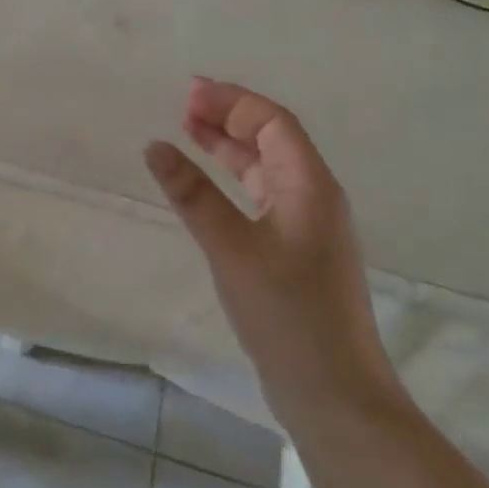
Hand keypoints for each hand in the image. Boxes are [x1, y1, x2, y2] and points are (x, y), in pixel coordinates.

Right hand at [144, 79, 394, 423]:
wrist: (333, 393)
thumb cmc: (287, 314)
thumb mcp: (232, 249)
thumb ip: (193, 195)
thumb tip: (155, 146)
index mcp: (310, 186)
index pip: (273, 123)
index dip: (232, 101)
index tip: (187, 93)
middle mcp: (314, 197)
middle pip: (272, 139)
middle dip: (229, 117)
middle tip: (182, 107)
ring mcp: (307, 226)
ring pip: (266, 168)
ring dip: (230, 147)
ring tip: (188, 132)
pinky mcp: (296, 252)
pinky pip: (262, 196)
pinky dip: (233, 179)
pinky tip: (207, 186)